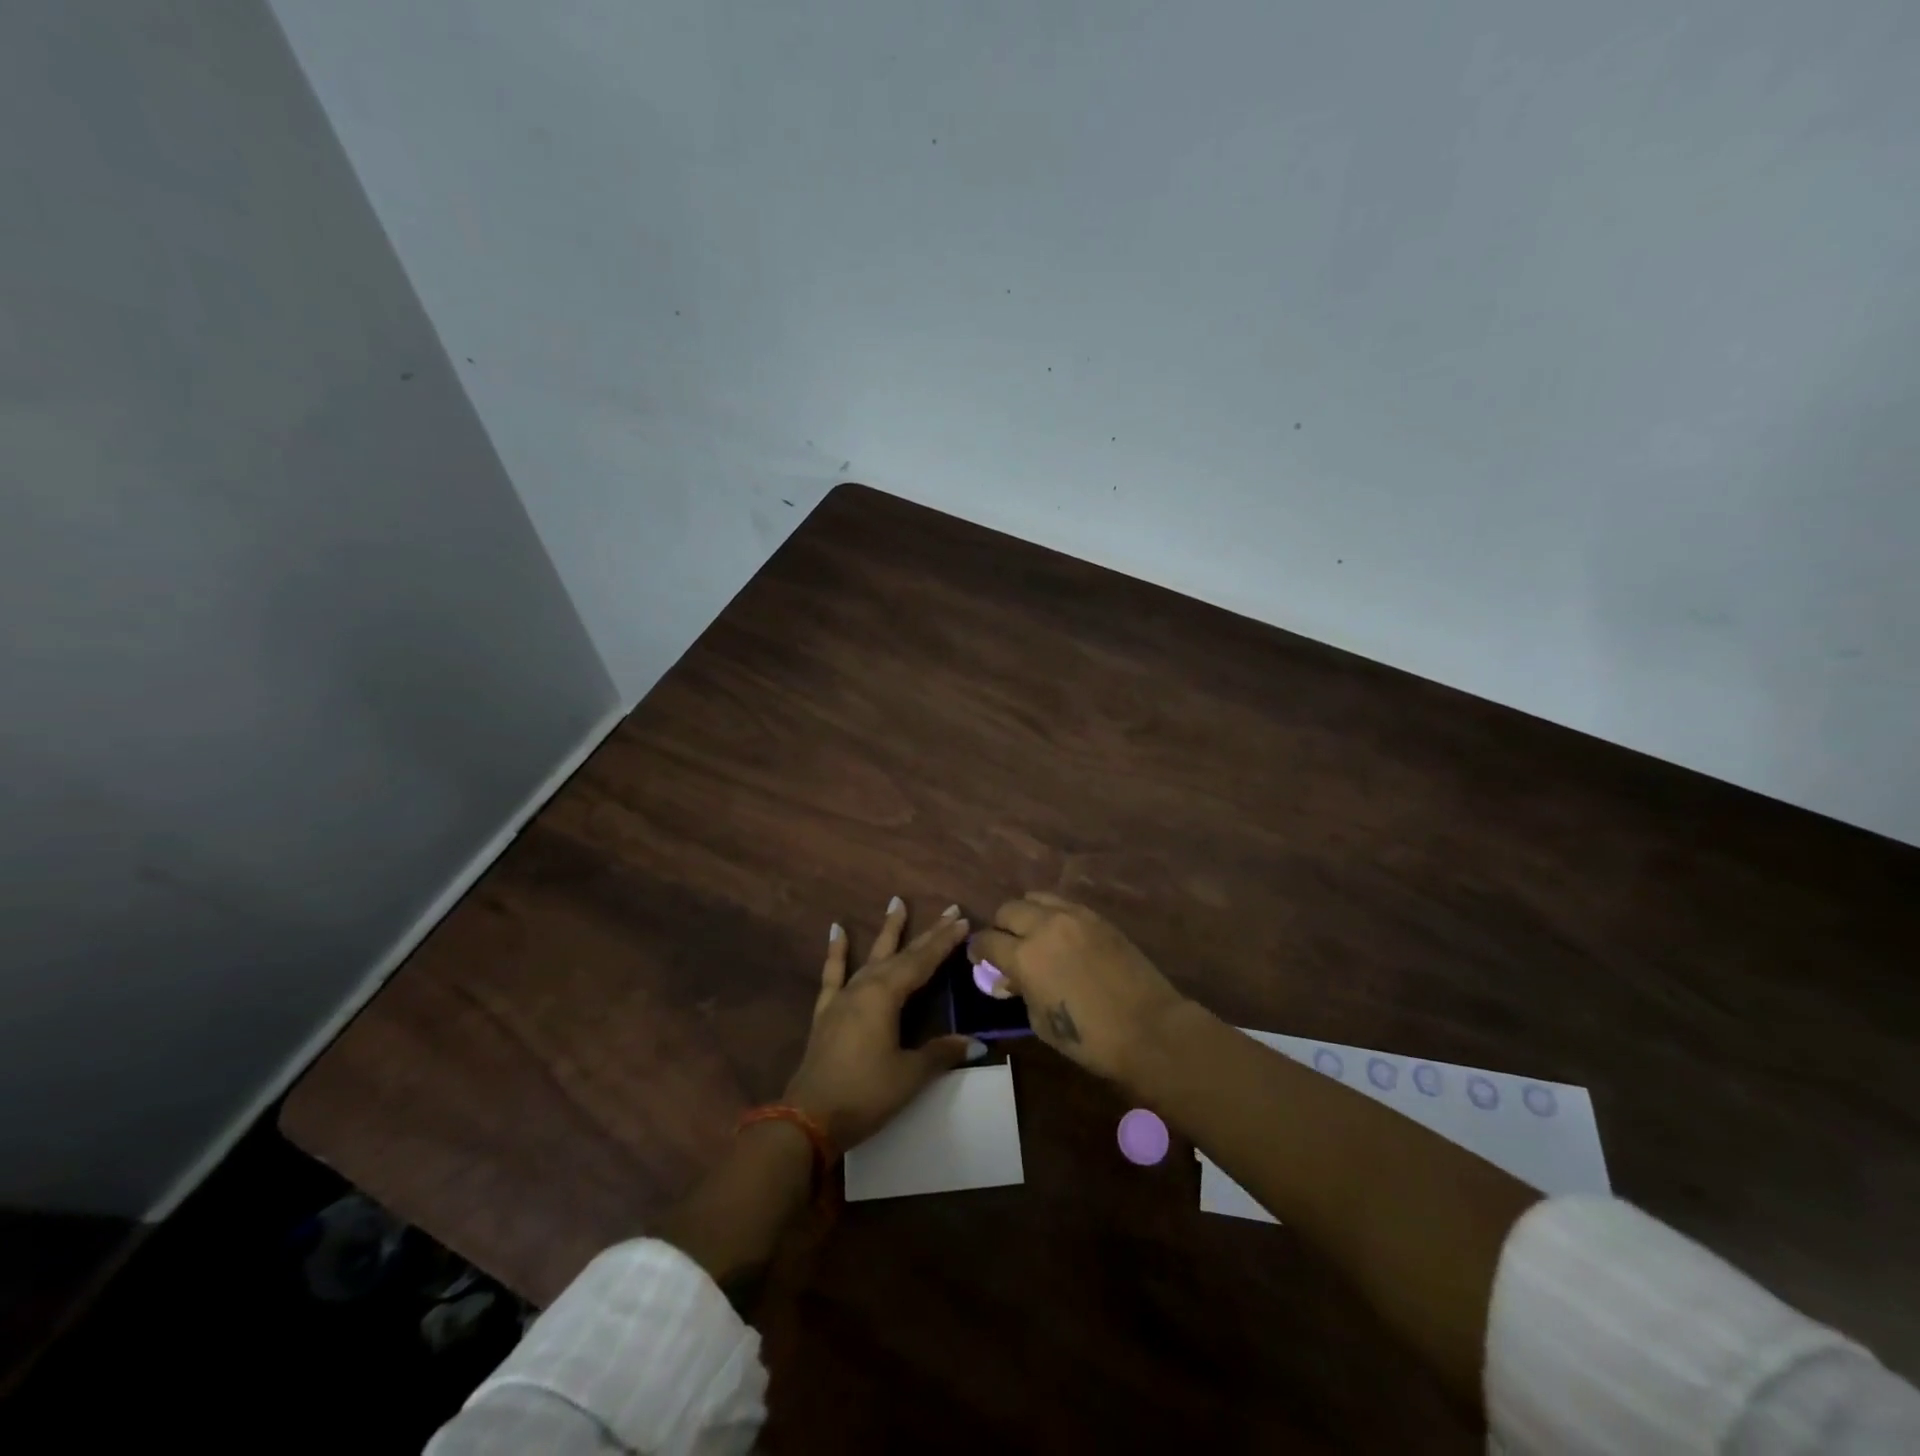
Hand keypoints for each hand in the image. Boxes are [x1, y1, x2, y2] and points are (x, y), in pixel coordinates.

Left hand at [784, 898, 984, 1152]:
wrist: (809, 1118)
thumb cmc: (865, 1094)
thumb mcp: (910, 1075)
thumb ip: (941, 1052)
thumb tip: (976, 1043)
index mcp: (886, 996)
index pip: (923, 962)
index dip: (944, 942)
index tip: (963, 920)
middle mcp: (865, 986)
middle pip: (902, 955)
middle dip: (927, 933)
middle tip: (949, 910)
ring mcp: (843, 997)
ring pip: (871, 957)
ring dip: (887, 932)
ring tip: (896, 902)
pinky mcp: (827, 1011)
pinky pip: (833, 974)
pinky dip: (836, 951)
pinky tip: (836, 930)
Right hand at [968, 892, 1186, 1087]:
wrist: (1149, 1028)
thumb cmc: (1090, 1038)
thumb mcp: (1040, 1022)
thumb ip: (1021, 991)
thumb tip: (1011, 978)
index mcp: (1024, 957)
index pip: (986, 941)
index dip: (977, 951)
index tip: (978, 959)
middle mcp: (1044, 926)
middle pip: (1007, 910)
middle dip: (1000, 928)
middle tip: (1005, 947)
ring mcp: (1074, 916)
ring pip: (1035, 898)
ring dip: (1026, 915)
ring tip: (1033, 934)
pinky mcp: (1097, 917)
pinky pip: (1063, 904)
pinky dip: (1052, 914)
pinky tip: (1059, 934)